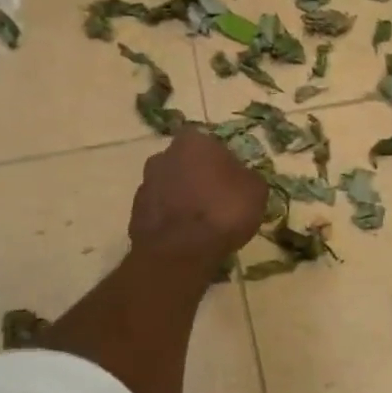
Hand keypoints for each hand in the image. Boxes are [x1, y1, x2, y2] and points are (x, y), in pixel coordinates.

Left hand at [129, 127, 268, 265]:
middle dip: (200, 179)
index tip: (234, 185)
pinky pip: (160, 210)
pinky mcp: (135, 211)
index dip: (224, 166)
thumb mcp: (256, 190)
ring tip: (202, 224)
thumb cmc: (223, 211)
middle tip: (218, 203)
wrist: (180, 251)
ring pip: (172, 186)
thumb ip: (247, 177)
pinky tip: (186, 236)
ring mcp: (145, 183)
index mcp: (193, 141)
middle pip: (188, 164)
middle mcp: (164, 155)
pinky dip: (171, 219)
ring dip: (184, 198)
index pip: (212, 146)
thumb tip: (240, 178)